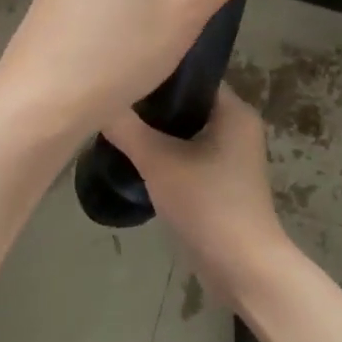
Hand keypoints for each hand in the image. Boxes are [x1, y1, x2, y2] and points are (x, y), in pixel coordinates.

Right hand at [105, 84, 292, 294]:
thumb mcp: (159, 161)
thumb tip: (99, 102)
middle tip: (112, 103)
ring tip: (116, 128)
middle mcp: (238, 127)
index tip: (122, 76)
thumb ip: (127, 129)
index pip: (192, 77)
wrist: (242, 266)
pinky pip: (189, 156)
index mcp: (234, 111)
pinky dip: (165, 156)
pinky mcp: (222, 183)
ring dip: (156, 134)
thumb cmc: (207, 204)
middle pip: (186, 105)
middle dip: (151, 107)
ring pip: (186, 133)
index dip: (158, 74)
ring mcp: (232, 157)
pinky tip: (135, 159)